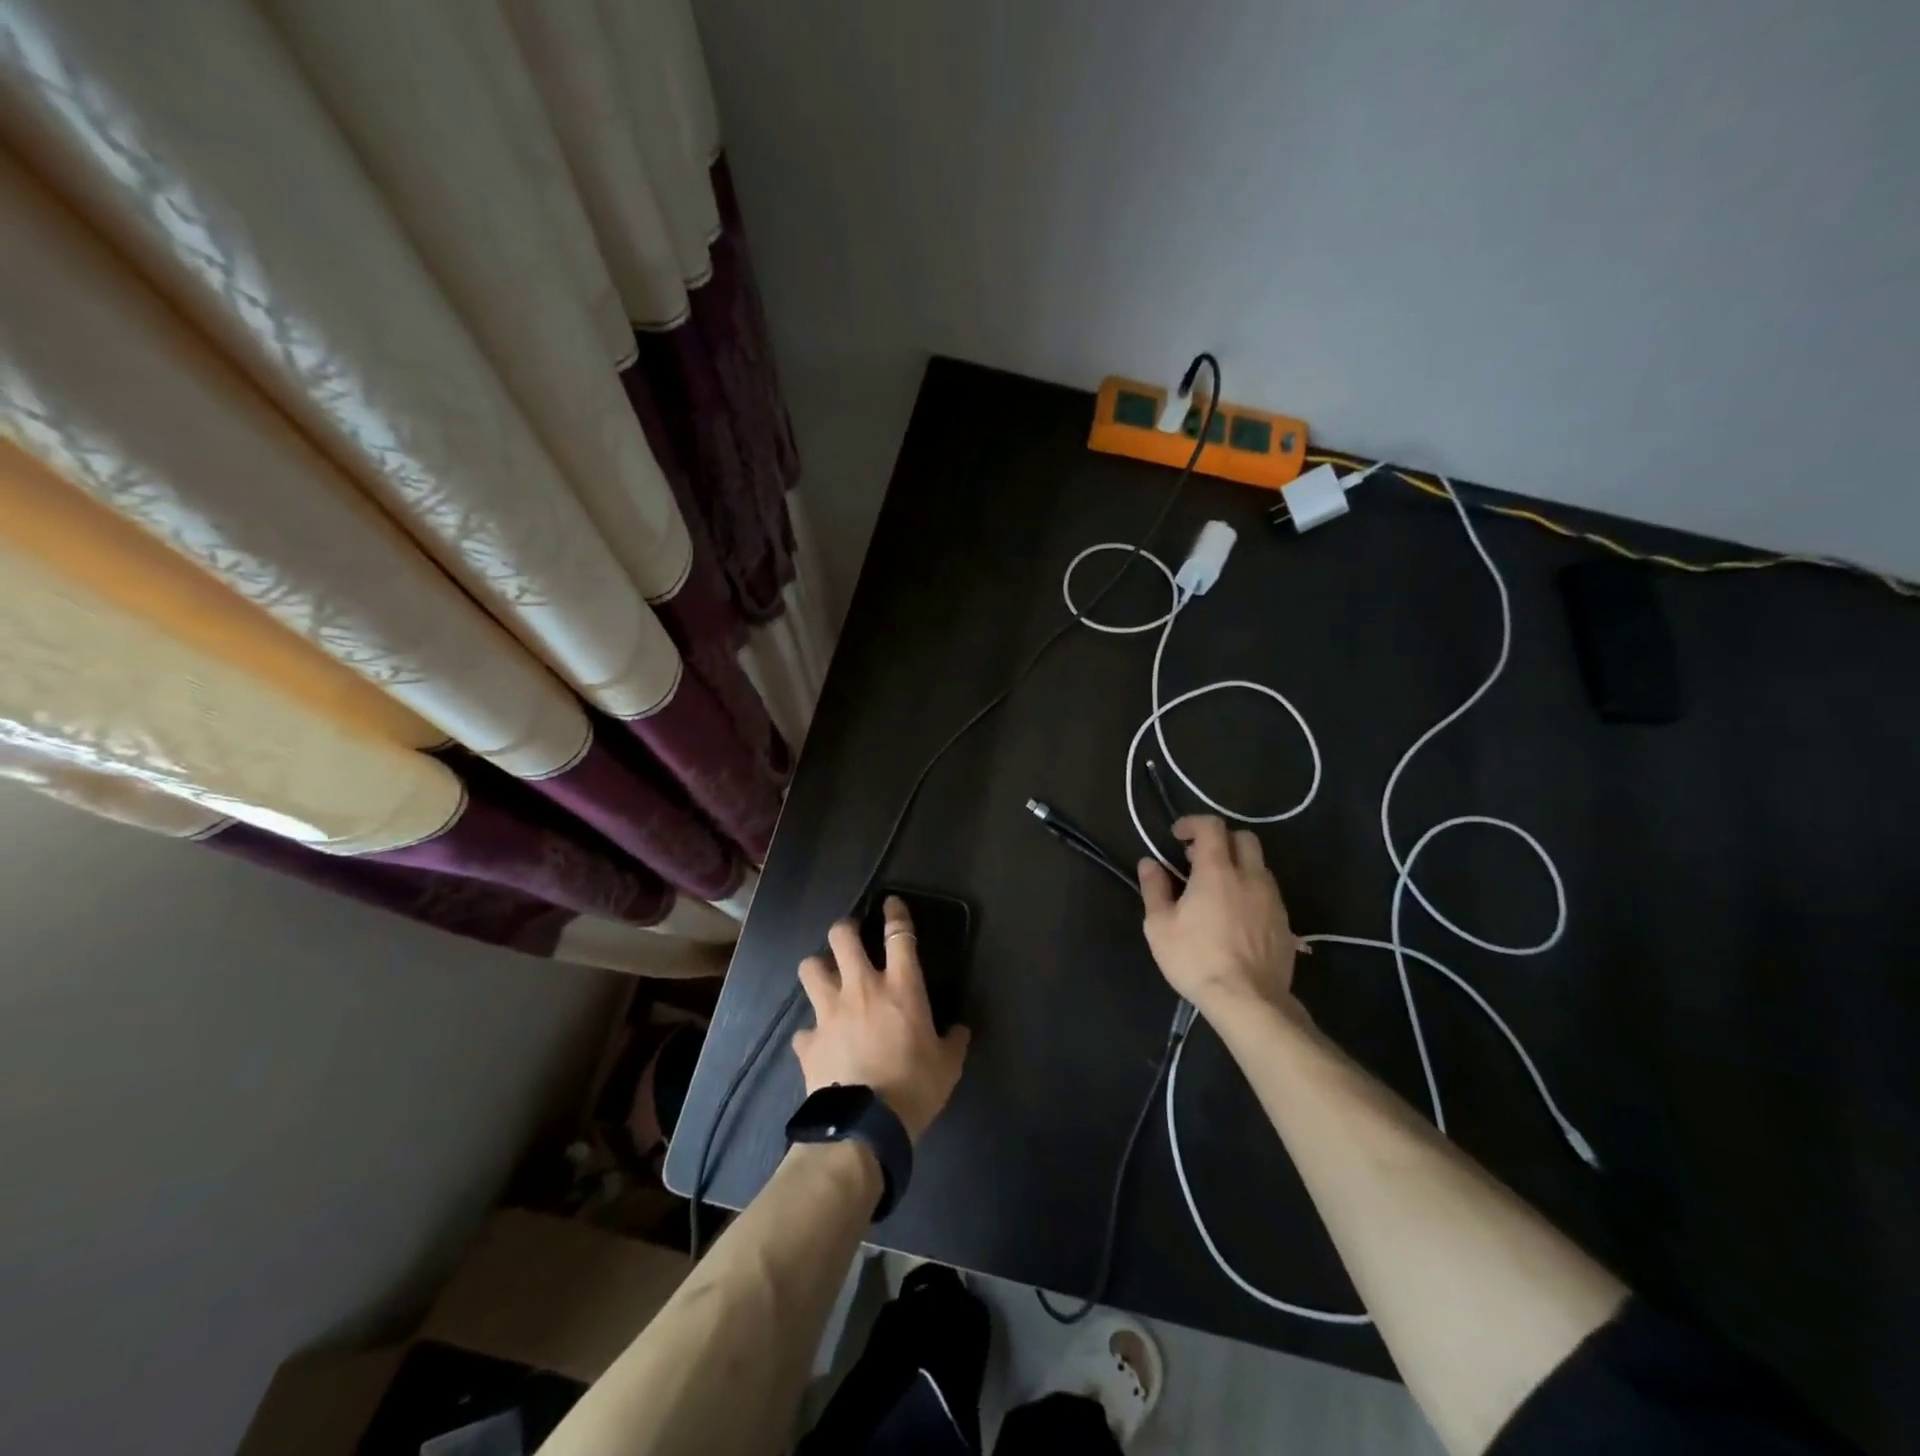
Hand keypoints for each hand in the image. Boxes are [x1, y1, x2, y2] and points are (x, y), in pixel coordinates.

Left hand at [792, 896, 971, 1143]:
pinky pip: (803, 1030)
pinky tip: (818, 1044)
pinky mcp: (809, 1042)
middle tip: (850, 940)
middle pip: (842, 936)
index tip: (890, 903)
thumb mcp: (948, 1066)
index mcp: (900, 988)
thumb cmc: (914, 1088)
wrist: (866, 1128)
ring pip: (810, 968)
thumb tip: (959, 1029)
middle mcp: (861, 989)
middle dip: (845, 930)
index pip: (899, 935)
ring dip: (818, 970)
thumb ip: (954, 1041)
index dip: (895, 913)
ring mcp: (829, 1012)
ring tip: (826, 979)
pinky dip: (811, 1035)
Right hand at [1139, 816, 1302, 1019]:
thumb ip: (1154, 889)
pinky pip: (1268, 892)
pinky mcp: (1285, 922)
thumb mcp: (1160, 926)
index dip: (1193, 823)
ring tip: (1218, 888)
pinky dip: (1251, 890)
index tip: (1177, 836)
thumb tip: (1149, 863)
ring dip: (1238, 865)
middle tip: (1198, 859)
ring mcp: (1272, 899)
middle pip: (1244, 838)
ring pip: (1259, 865)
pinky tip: (1237, 914)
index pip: (1212, 827)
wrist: (1249, 1001)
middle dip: (1221, 840)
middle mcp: (1249, 877)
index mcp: (1217, 871)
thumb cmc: (1196, 959)